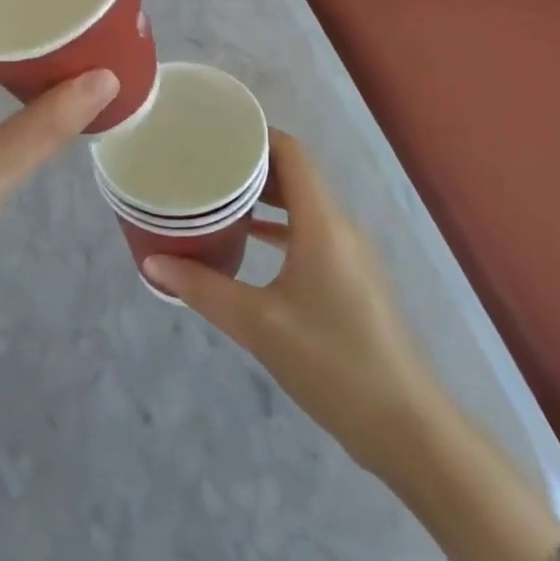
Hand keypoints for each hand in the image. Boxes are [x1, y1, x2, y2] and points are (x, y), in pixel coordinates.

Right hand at [142, 132, 439, 474]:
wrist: (405, 427)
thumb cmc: (331, 363)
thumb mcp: (257, 325)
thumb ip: (203, 289)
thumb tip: (153, 263)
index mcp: (322, 222)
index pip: (290, 151)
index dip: (254, 134)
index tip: (212, 133)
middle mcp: (339, 225)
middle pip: (294, 173)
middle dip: (250, 164)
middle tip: (202, 163)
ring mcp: (349, 252)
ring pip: (302, 204)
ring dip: (263, 197)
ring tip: (216, 196)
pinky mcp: (350, 278)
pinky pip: (309, 232)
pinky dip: (278, 227)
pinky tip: (247, 241)